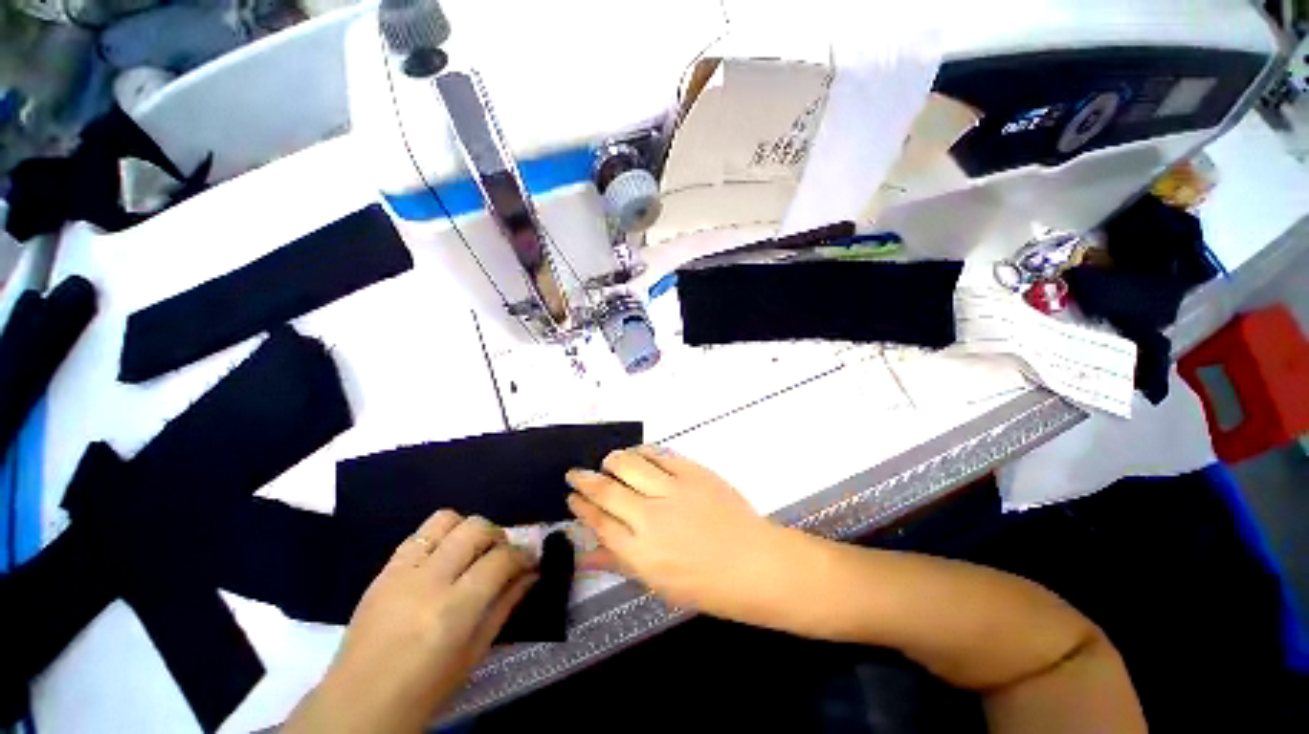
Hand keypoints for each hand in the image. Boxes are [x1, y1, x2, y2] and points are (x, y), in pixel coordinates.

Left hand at [285, 511, 535, 733]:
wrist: (356, 706)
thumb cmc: (423, 691)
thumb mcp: (473, 654)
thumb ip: (505, 606)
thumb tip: (531, 574)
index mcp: (453, 610)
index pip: (500, 559)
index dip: (523, 555)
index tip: (531, 560)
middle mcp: (428, 580)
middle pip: (476, 528)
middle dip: (499, 536)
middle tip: (502, 556)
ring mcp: (401, 571)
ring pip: (446, 519)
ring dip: (468, 529)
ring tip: (472, 551)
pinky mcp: (383, 570)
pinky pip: (418, 534)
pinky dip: (440, 536)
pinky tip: (443, 558)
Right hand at [565, 446, 781, 615]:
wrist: (753, 563)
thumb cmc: (706, 584)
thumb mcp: (657, 583)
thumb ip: (619, 563)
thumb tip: (585, 554)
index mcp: (640, 552)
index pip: (599, 521)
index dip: (581, 507)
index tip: (572, 497)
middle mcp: (650, 517)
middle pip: (607, 490)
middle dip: (585, 479)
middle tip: (575, 473)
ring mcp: (673, 490)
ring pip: (630, 465)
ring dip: (612, 460)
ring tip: (606, 461)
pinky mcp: (692, 472)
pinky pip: (660, 455)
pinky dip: (643, 452)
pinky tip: (638, 454)